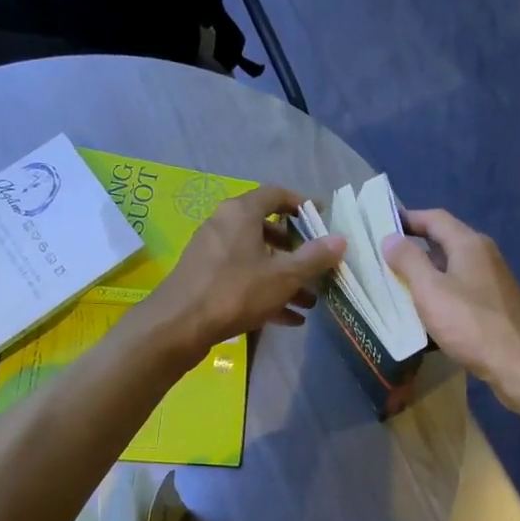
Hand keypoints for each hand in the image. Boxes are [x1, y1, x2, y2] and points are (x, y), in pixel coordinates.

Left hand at [145, 184, 345, 362]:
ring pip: (256, 259)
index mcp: (241, 213)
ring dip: (284, 278)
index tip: (322, 220)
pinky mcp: (205, 278)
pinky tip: (289, 319)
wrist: (179, 325)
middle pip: (267, 229)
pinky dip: (265, 292)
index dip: (302, 205)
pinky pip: (243, 279)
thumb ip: (314, 257)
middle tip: (317, 266)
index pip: (276, 195)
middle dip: (296, 250)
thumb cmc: (235, 291)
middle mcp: (224, 225)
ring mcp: (212, 253)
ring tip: (310, 301)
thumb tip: (340, 239)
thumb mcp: (283, 276)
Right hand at [382, 208, 519, 405]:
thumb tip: (390, 238)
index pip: (435, 218)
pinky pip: (461, 290)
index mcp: (469, 244)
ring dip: (426, 274)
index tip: (382, 226)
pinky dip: (441, 294)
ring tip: (398, 286)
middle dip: (415, 248)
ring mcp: (492, 280)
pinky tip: (427, 313)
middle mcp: (484, 255)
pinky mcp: (495, 304)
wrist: (518, 363)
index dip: (407, 218)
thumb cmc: (471, 323)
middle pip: (444, 241)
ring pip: (452, 268)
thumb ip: (409, 261)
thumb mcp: (431, 291)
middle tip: (384, 259)